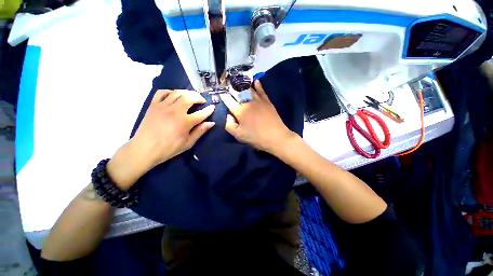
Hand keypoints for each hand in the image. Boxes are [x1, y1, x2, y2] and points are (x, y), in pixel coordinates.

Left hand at [107, 90, 214, 189]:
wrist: (144, 149)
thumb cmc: (168, 148)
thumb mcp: (188, 143)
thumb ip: (200, 131)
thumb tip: (211, 123)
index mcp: (184, 122)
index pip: (201, 113)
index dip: (209, 110)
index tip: (213, 107)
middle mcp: (175, 111)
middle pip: (190, 98)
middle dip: (199, 97)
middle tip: (202, 100)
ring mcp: (163, 106)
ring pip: (177, 92)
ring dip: (187, 92)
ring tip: (191, 96)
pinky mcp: (153, 105)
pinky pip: (162, 92)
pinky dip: (170, 91)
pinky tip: (174, 95)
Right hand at [220, 80, 296, 153]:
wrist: (276, 137)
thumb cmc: (256, 137)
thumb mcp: (239, 135)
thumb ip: (229, 125)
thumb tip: (227, 115)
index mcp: (240, 111)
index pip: (229, 101)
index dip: (223, 96)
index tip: (220, 93)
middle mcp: (248, 103)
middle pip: (237, 92)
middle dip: (231, 88)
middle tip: (227, 84)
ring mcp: (258, 101)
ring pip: (249, 89)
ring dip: (242, 84)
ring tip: (238, 80)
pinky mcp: (267, 101)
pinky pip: (261, 91)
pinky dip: (258, 85)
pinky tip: (255, 81)